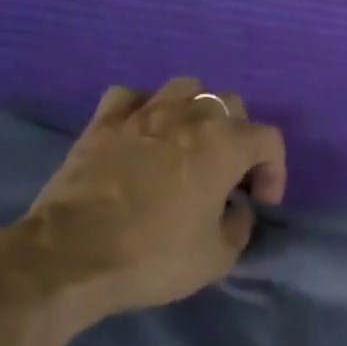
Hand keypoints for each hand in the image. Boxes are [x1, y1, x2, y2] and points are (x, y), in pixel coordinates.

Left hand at [20, 78, 286, 319]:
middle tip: (229, 176)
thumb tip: (235, 208)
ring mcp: (142, 112)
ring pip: (184, 88)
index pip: (269, 140)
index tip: (260, 203)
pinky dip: (145, 111)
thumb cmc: (155, 256)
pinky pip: (133, 98)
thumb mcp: (219, 257)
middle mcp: (189, 115)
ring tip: (189, 146)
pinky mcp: (102, 122)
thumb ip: (240, 225)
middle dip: (239, 138)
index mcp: (225, 144)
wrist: (72, 255)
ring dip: (196, 113)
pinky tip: (143, 135)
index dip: (274, 171)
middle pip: (230, 105)